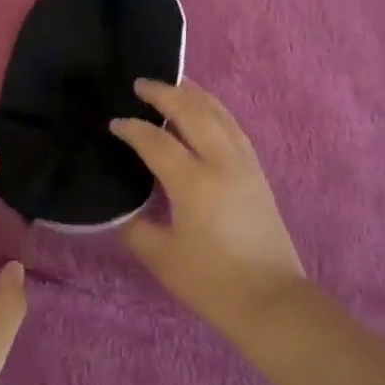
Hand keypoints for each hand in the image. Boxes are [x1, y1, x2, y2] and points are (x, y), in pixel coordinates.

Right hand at [111, 80, 305, 330]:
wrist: (270, 300)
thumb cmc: (211, 281)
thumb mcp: (160, 256)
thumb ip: (134, 225)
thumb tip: (122, 206)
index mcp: (194, 183)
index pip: (157, 141)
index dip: (132, 129)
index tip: (114, 123)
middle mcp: (222, 163)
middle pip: (193, 112)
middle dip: (165, 93)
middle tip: (141, 84)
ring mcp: (245, 165)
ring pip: (219, 114)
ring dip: (194, 95)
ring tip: (174, 85)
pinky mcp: (258, 173)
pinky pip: (233, 128)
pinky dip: (215, 111)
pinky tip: (206, 112)